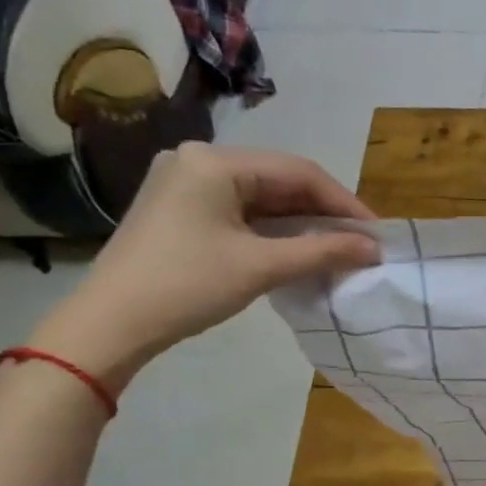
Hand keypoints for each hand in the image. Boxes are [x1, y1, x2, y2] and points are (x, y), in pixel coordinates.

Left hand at [28, 144, 379, 387]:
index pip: (298, 171)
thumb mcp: (261, 267)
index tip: (375, 233)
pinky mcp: (180, 209)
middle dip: (323, 213)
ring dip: (301, 224)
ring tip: (337, 249)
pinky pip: (241, 212)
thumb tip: (374, 248)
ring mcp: (185, 184)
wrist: (110, 324)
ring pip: (262, 198)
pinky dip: (273, 230)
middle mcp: (198, 161)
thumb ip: (323, 251)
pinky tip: (298, 250)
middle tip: (360, 243)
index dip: (343, 202)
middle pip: (280, 181)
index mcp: (215, 162)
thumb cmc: (187, 286)